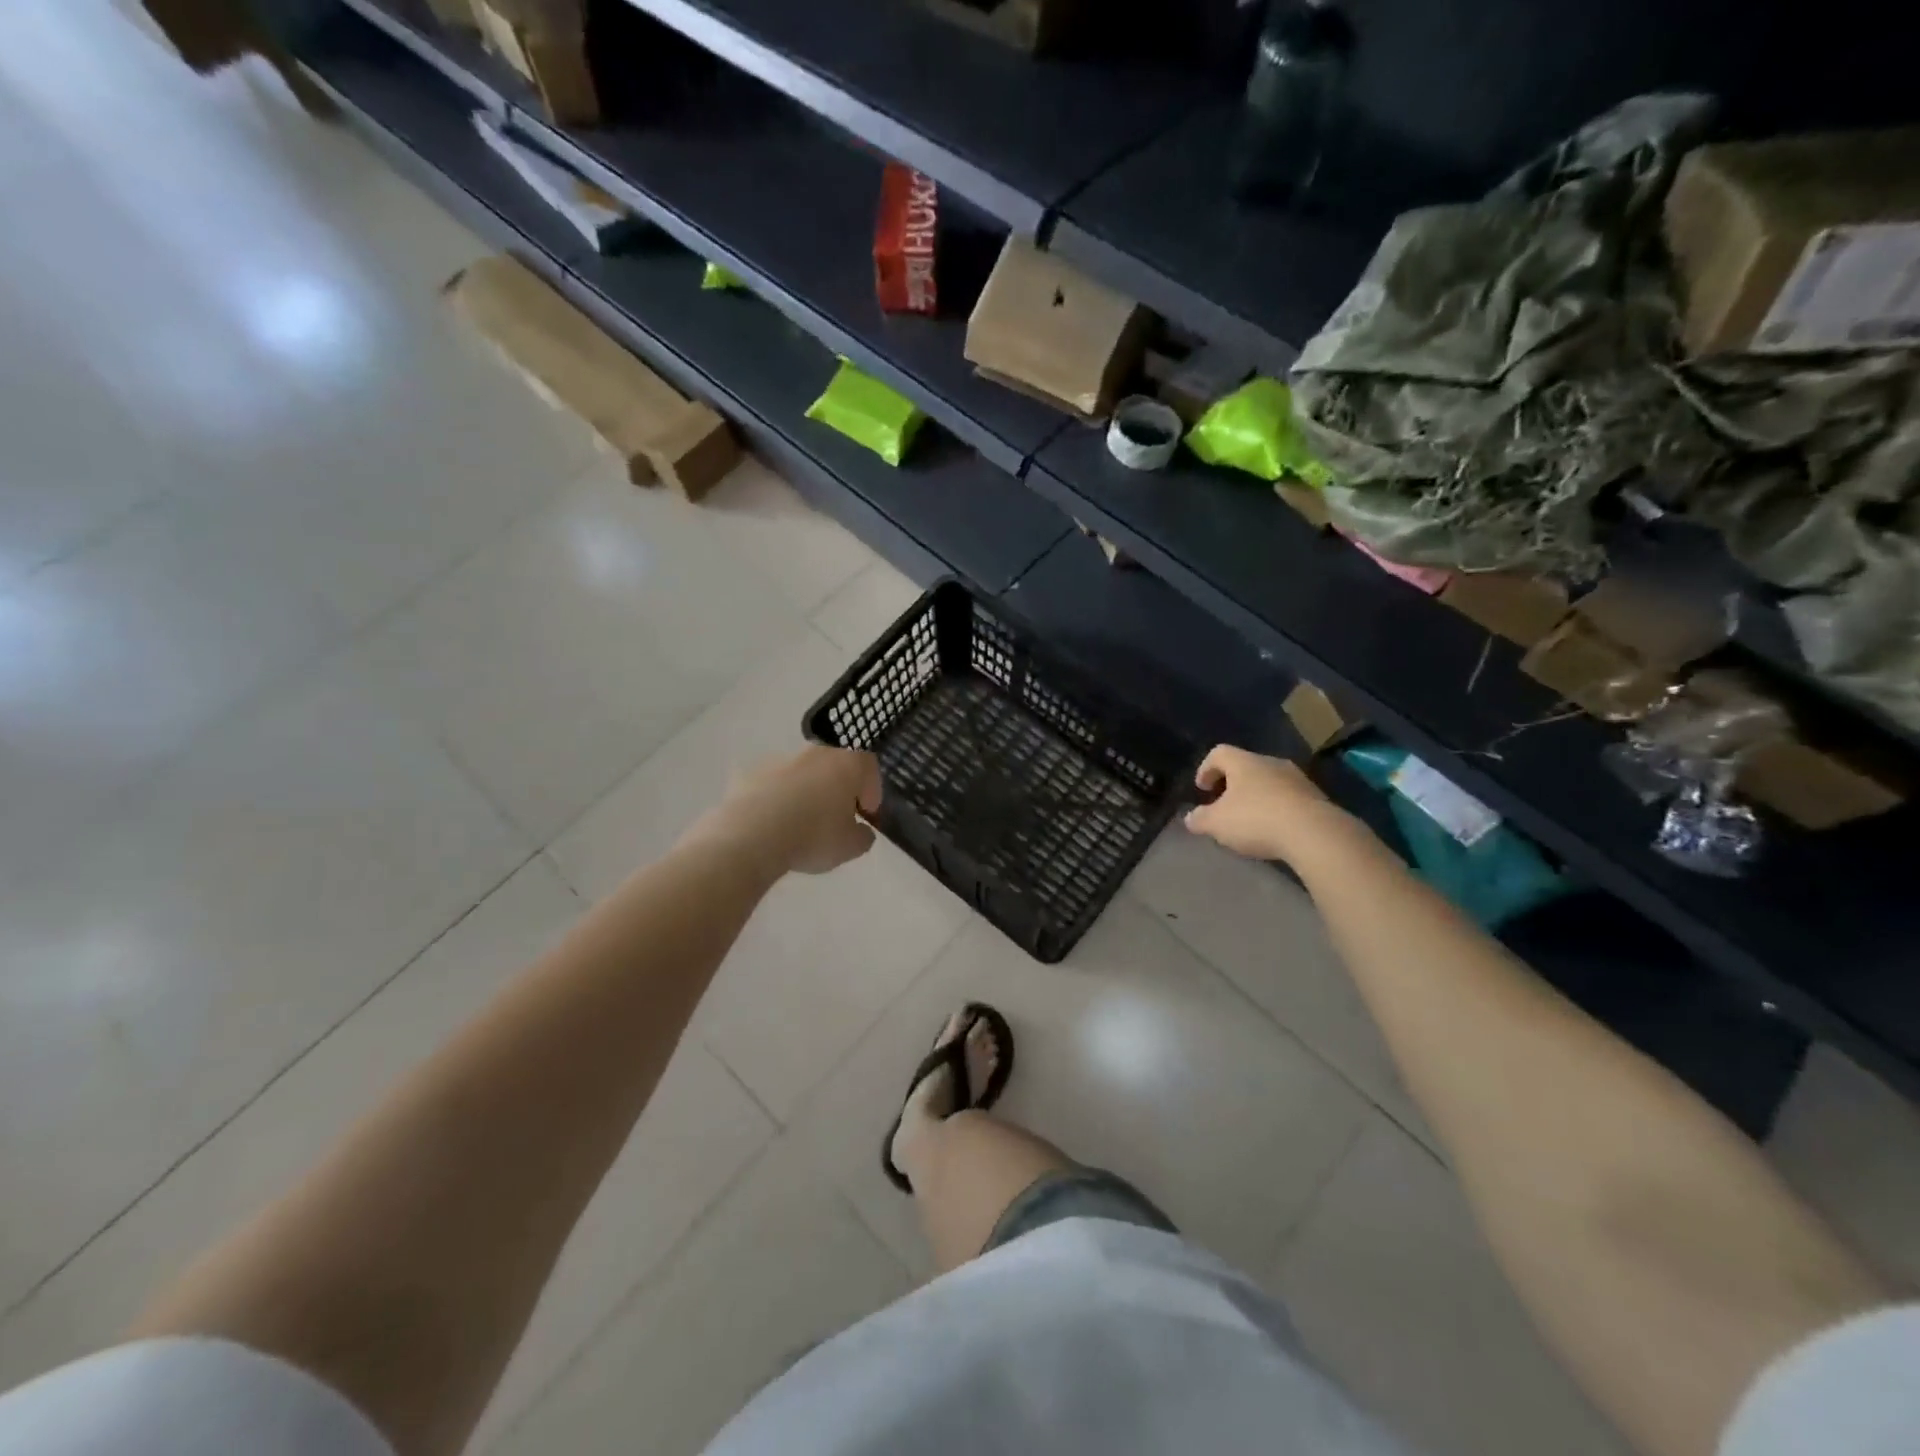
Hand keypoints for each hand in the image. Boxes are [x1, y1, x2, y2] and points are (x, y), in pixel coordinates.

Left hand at [685, 746, 883, 877]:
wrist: (751, 836)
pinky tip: (772, 825)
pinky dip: (776, 799)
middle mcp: (815, 752)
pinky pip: (772, 785)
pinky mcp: (749, 773)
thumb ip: (863, 836)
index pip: (868, 765)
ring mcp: (779, 760)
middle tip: (836, 817)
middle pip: (834, 765)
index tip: (866, 812)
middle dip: (838, 789)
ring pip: (802, 774)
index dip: (871, 789)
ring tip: (800, 824)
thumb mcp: (851, 847)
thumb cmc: (813, 836)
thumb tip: (860, 830)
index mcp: (846, 763)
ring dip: (806, 792)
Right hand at [1183, 745, 1340, 863]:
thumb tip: (1190, 817)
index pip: (1219, 753)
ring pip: (1269, 781)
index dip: (1206, 768)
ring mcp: (1297, 779)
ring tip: (1250, 820)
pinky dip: (1277, 808)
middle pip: (1245, 766)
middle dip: (1232, 784)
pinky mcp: (1316, 797)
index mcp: (1244, 762)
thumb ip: (1200, 819)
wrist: (1315, 833)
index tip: (1202, 789)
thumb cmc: (1256, 820)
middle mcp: (1271, 763)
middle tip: (1224, 805)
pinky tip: (1274, 829)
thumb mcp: (1217, 823)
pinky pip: (1288, 797)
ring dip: (1257, 796)